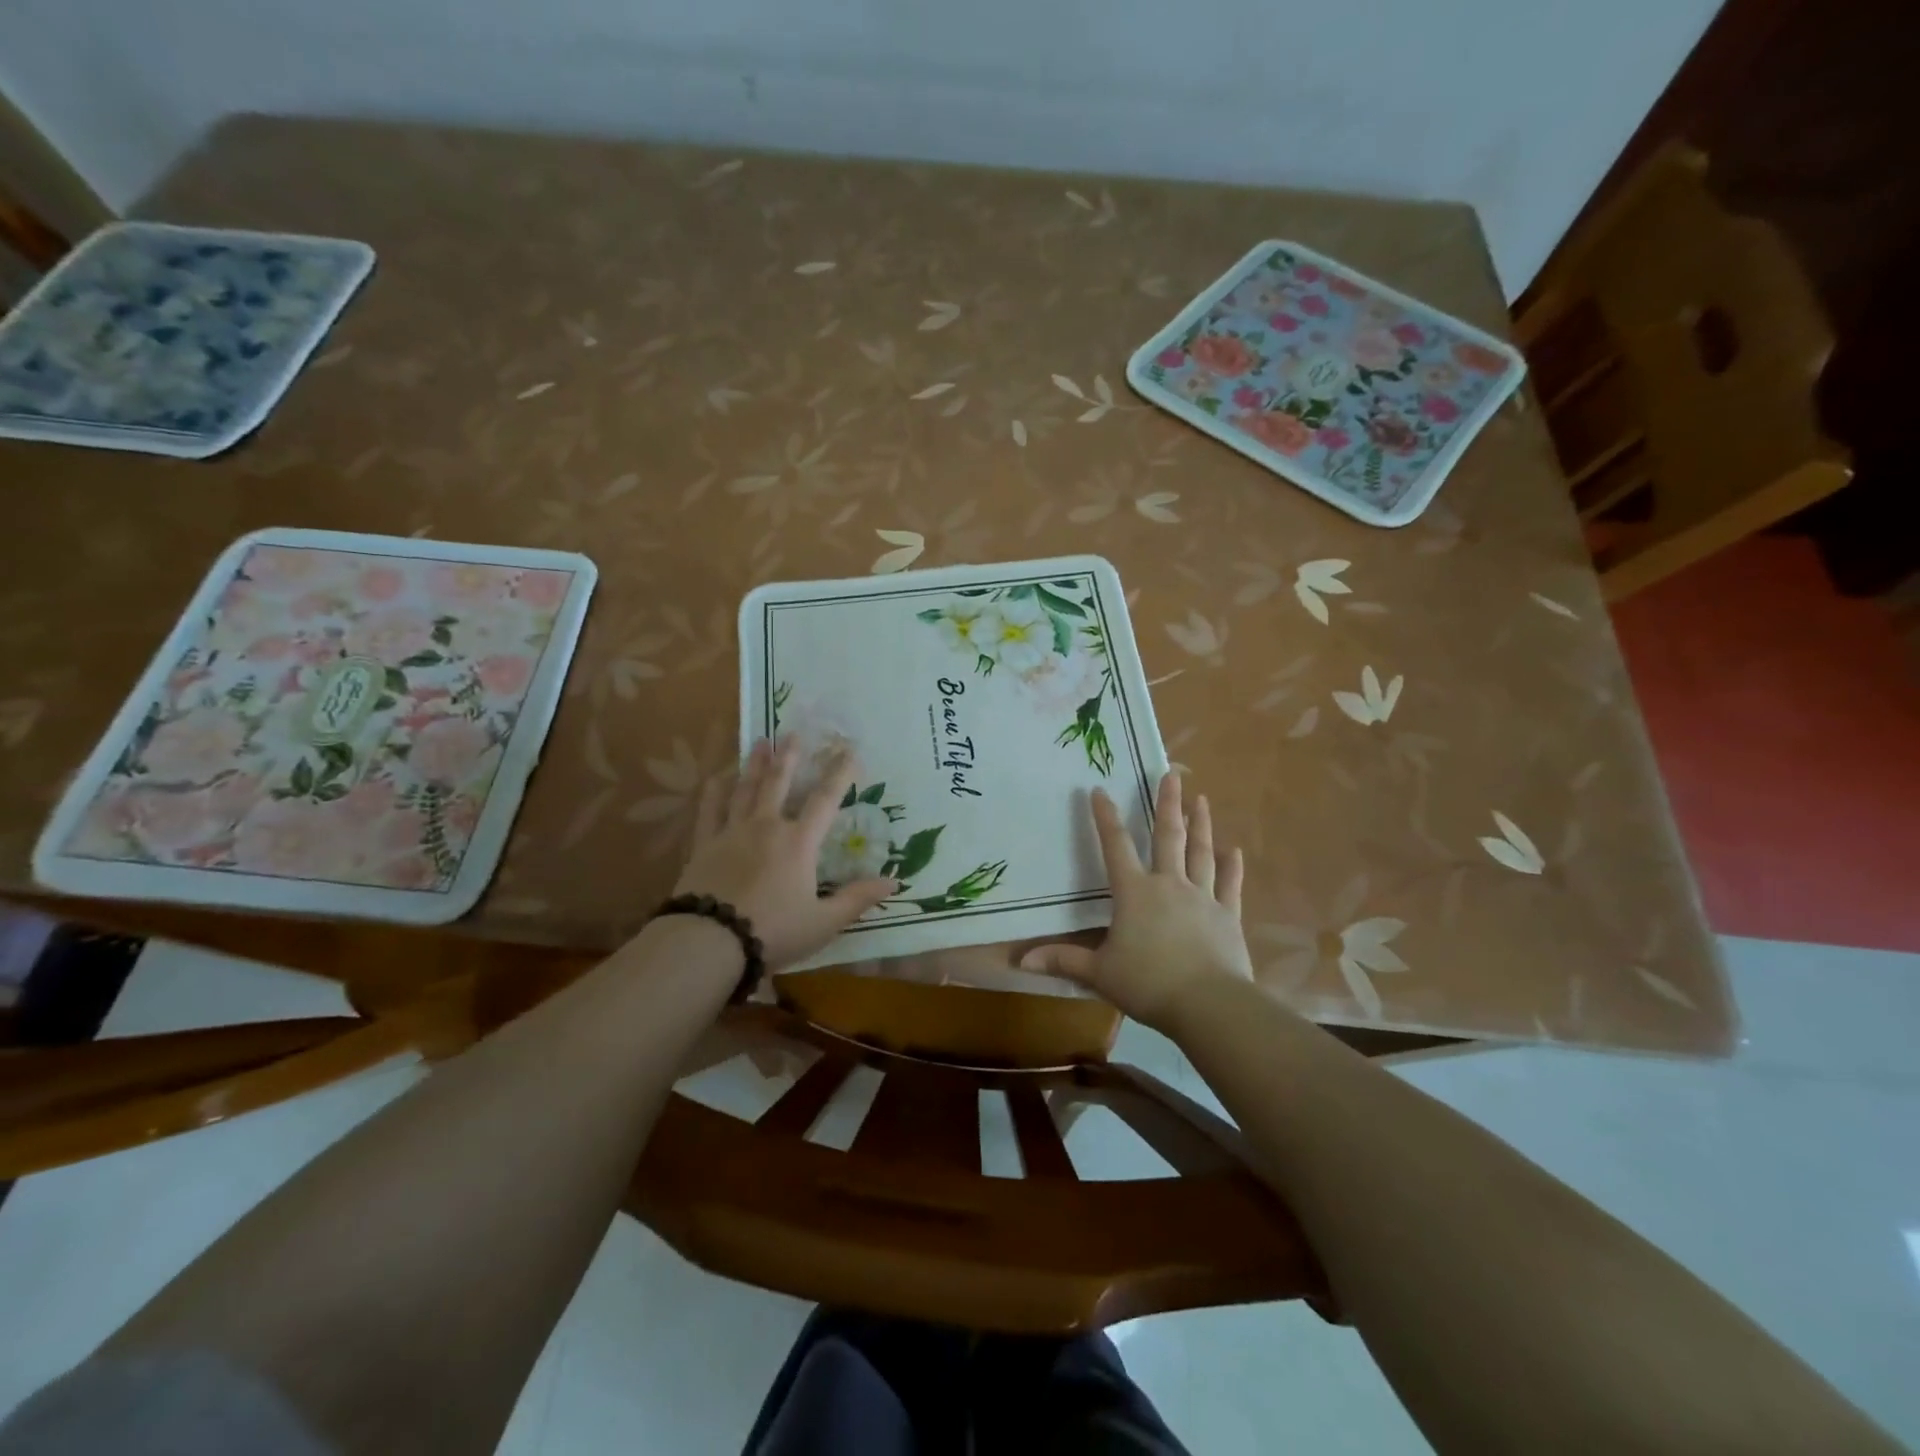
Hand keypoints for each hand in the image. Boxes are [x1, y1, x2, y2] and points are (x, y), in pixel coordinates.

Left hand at [672, 737, 895, 971]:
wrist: (709, 942)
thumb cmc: (773, 931)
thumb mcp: (823, 922)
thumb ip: (857, 899)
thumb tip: (893, 883)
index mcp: (798, 843)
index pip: (825, 800)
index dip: (840, 774)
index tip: (850, 751)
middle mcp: (766, 827)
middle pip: (779, 783)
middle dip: (789, 757)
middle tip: (792, 733)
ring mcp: (731, 833)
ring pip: (745, 789)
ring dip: (754, 764)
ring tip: (760, 742)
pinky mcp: (704, 845)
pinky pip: (709, 810)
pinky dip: (714, 791)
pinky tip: (717, 778)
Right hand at [1022, 773, 1251, 1032]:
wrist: (1208, 1004)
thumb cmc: (1148, 983)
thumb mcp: (1099, 973)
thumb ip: (1064, 960)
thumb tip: (1022, 960)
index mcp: (1135, 893)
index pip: (1115, 846)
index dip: (1105, 817)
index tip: (1099, 790)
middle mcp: (1169, 884)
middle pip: (1167, 836)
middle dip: (1167, 804)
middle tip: (1171, 775)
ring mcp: (1203, 898)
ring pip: (1201, 853)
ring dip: (1201, 825)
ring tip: (1201, 800)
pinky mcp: (1228, 916)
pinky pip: (1230, 885)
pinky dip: (1232, 867)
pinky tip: (1235, 850)